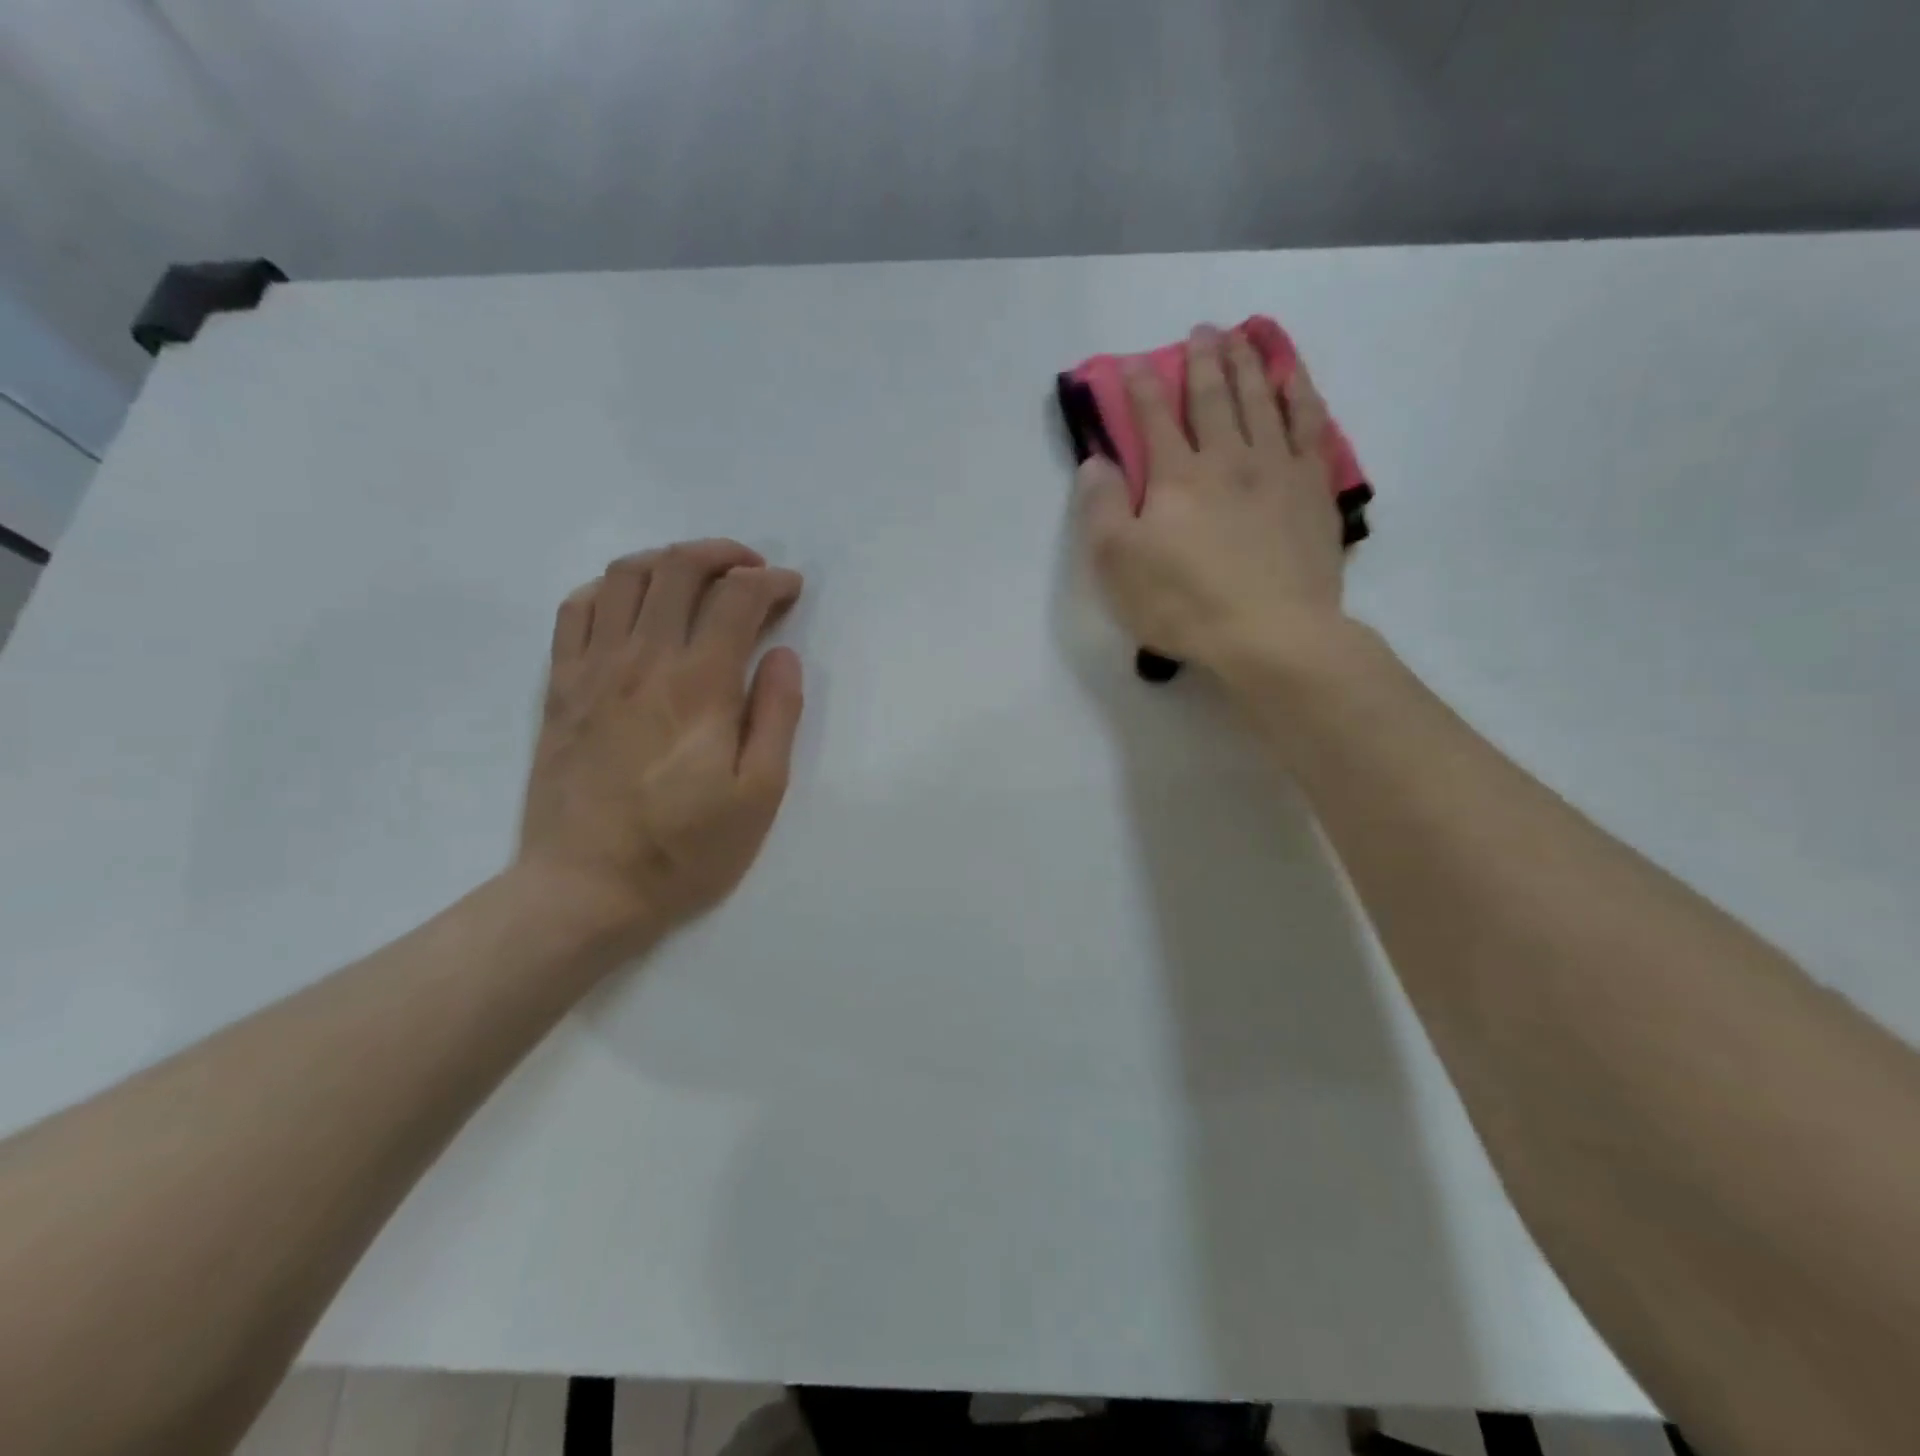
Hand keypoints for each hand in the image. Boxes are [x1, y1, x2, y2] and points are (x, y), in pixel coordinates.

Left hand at [515, 539, 804, 943]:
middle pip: (679, 568)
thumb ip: (777, 716)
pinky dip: (610, 588)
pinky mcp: (560, 687)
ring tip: (698, 577)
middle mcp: (644, 660)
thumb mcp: (759, 795)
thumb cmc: (685, 848)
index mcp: (699, 685)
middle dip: (724, 555)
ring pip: (626, 577)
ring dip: (669, 560)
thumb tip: (784, 656)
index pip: (738, 598)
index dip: (772, 582)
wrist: (586, 889)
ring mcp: (593, 669)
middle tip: (752, 571)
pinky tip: (633, 603)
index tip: (792, 590)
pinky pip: (577, 609)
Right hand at [1077, 325, 1349, 686]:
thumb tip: (1095, 461)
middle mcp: (1228, 458)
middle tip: (1200, 331)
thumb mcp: (1117, 565)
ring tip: (1244, 336)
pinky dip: (1301, 395)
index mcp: (1177, 477)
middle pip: (1214, 397)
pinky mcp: (1313, 491)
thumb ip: (1100, 509)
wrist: (1271, 634)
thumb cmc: (1184, 604)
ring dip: (1250, 364)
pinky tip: (1296, 380)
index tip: (1129, 363)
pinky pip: (1310, 427)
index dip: (1139, 387)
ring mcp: (1277, 470)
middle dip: (1203, 361)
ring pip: (1263, 401)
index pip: (1153, 418)